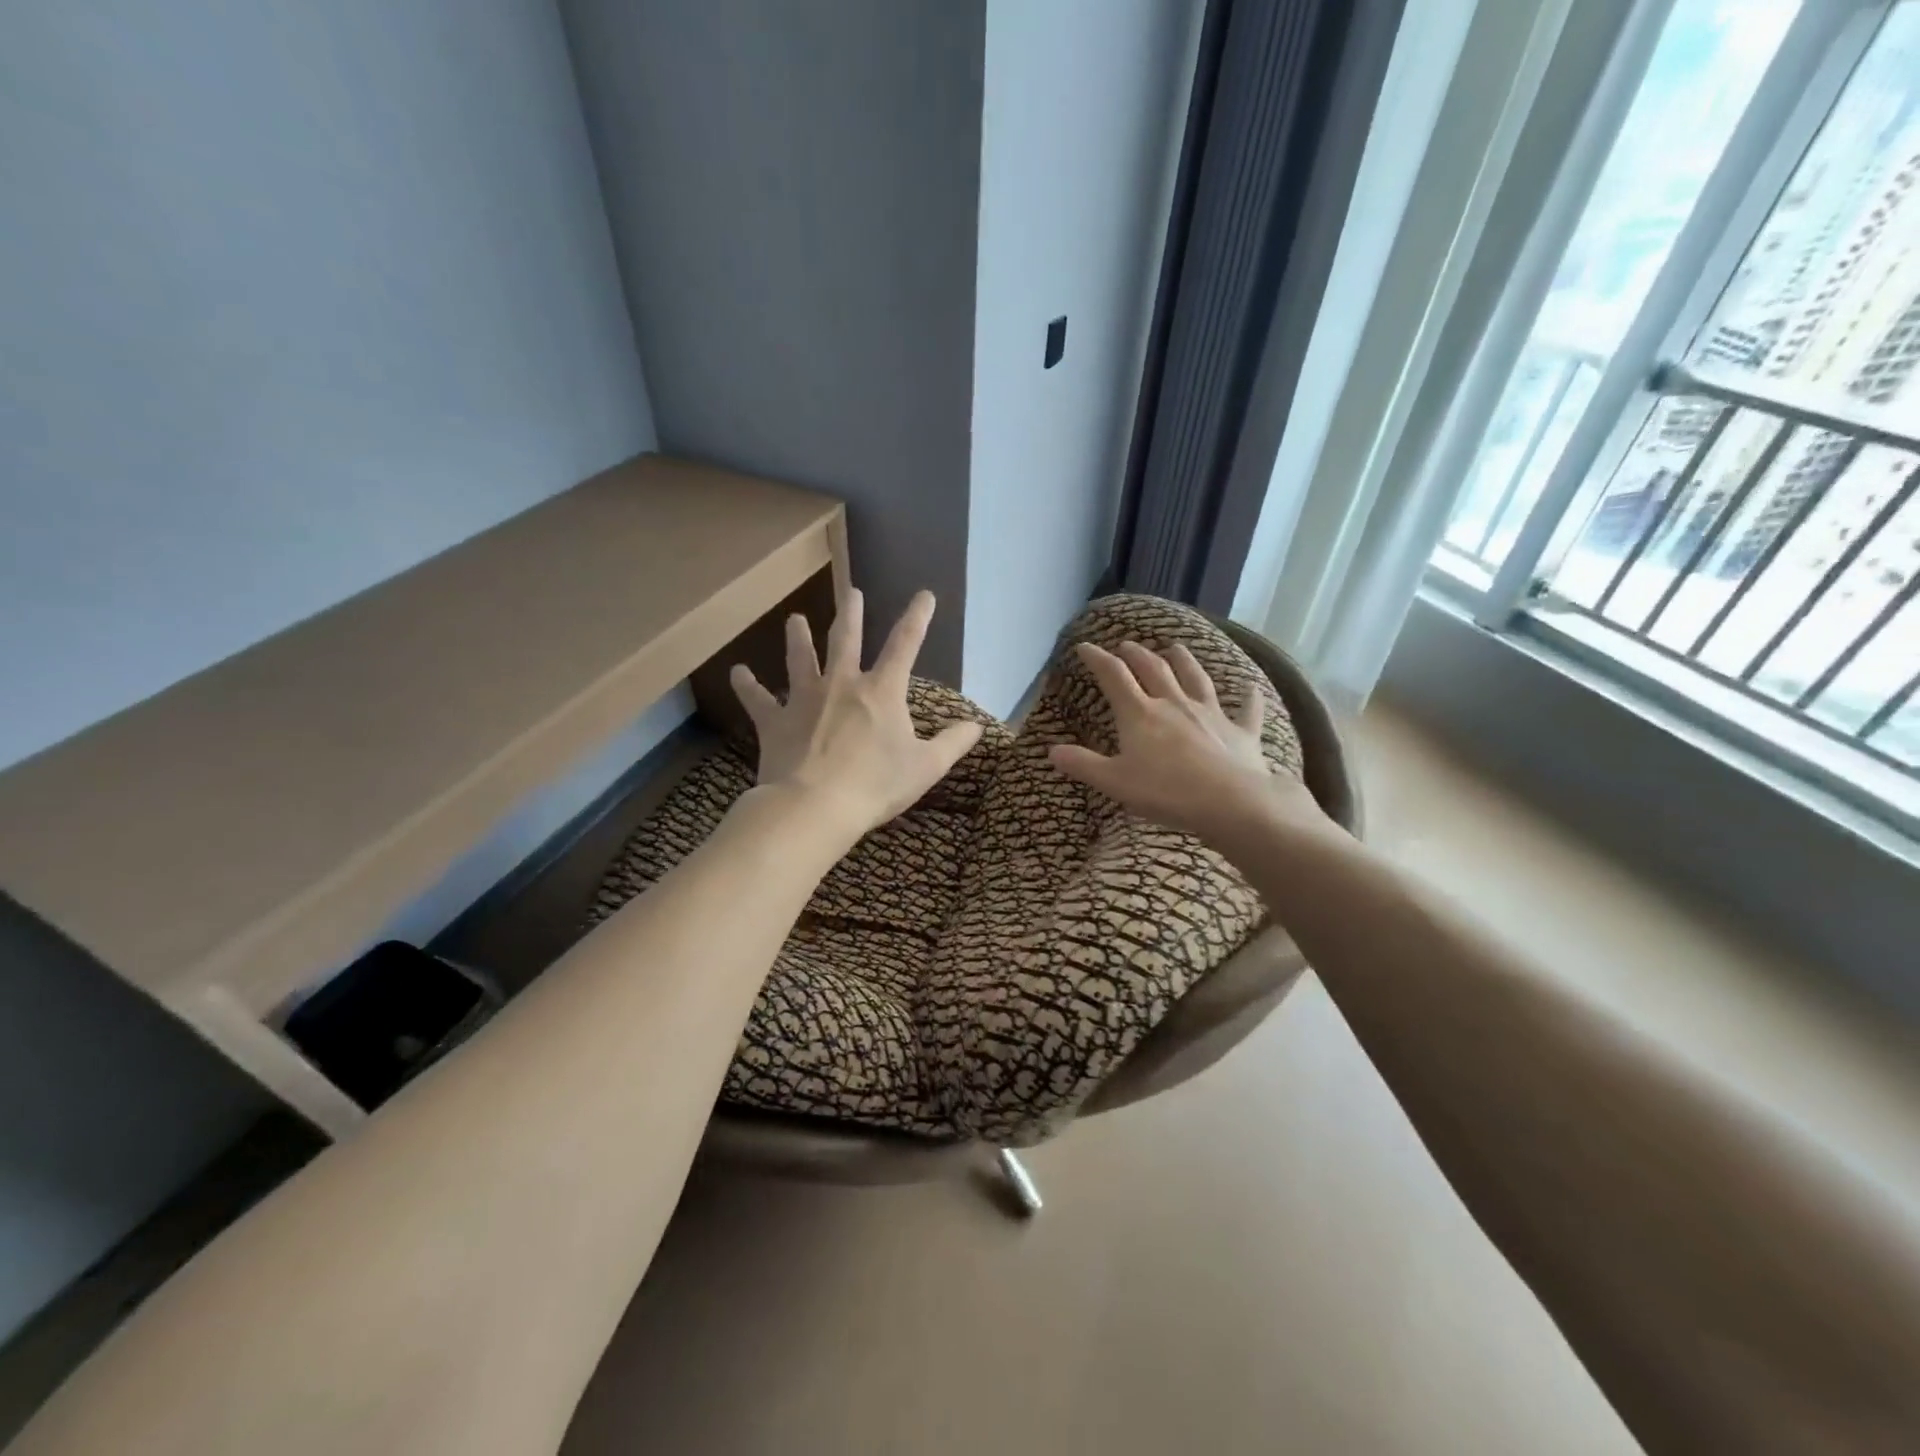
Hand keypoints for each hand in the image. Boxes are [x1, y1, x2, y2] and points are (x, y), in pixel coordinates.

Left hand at [730, 589, 982, 841]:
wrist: (815, 806)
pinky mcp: (775, 721)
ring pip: (800, 659)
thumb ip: (953, 743)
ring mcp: (804, 699)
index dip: (917, 618)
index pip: (905, 645)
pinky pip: (757, 699)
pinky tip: (737, 672)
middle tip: (851, 592)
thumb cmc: (876, 786)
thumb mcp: (925, 767)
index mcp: (881, 691)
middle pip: (845, 640)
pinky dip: (747, 685)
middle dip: (850, 614)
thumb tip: (977, 726)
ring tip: (794, 619)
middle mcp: (841, 684)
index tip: (924, 595)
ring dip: (797, 637)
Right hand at [1047, 641, 1332, 849]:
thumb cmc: (1166, 792)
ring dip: (1184, 660)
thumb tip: (1052, 750)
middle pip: (1154, 669)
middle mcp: (1174, 704)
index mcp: (1140, 714)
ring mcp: (1211, 714)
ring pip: (1196, 678)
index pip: (1114, 677)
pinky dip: (1248, 697)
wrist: (1230, 802)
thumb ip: (1083, 764)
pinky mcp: (1241, 732)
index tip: (1085, 647)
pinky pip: (1246, 710)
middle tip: (1127, 645)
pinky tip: (1251, 687)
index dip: (1097, 659)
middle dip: (1137, 654)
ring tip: (1176, 647)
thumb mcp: (1114, 782)